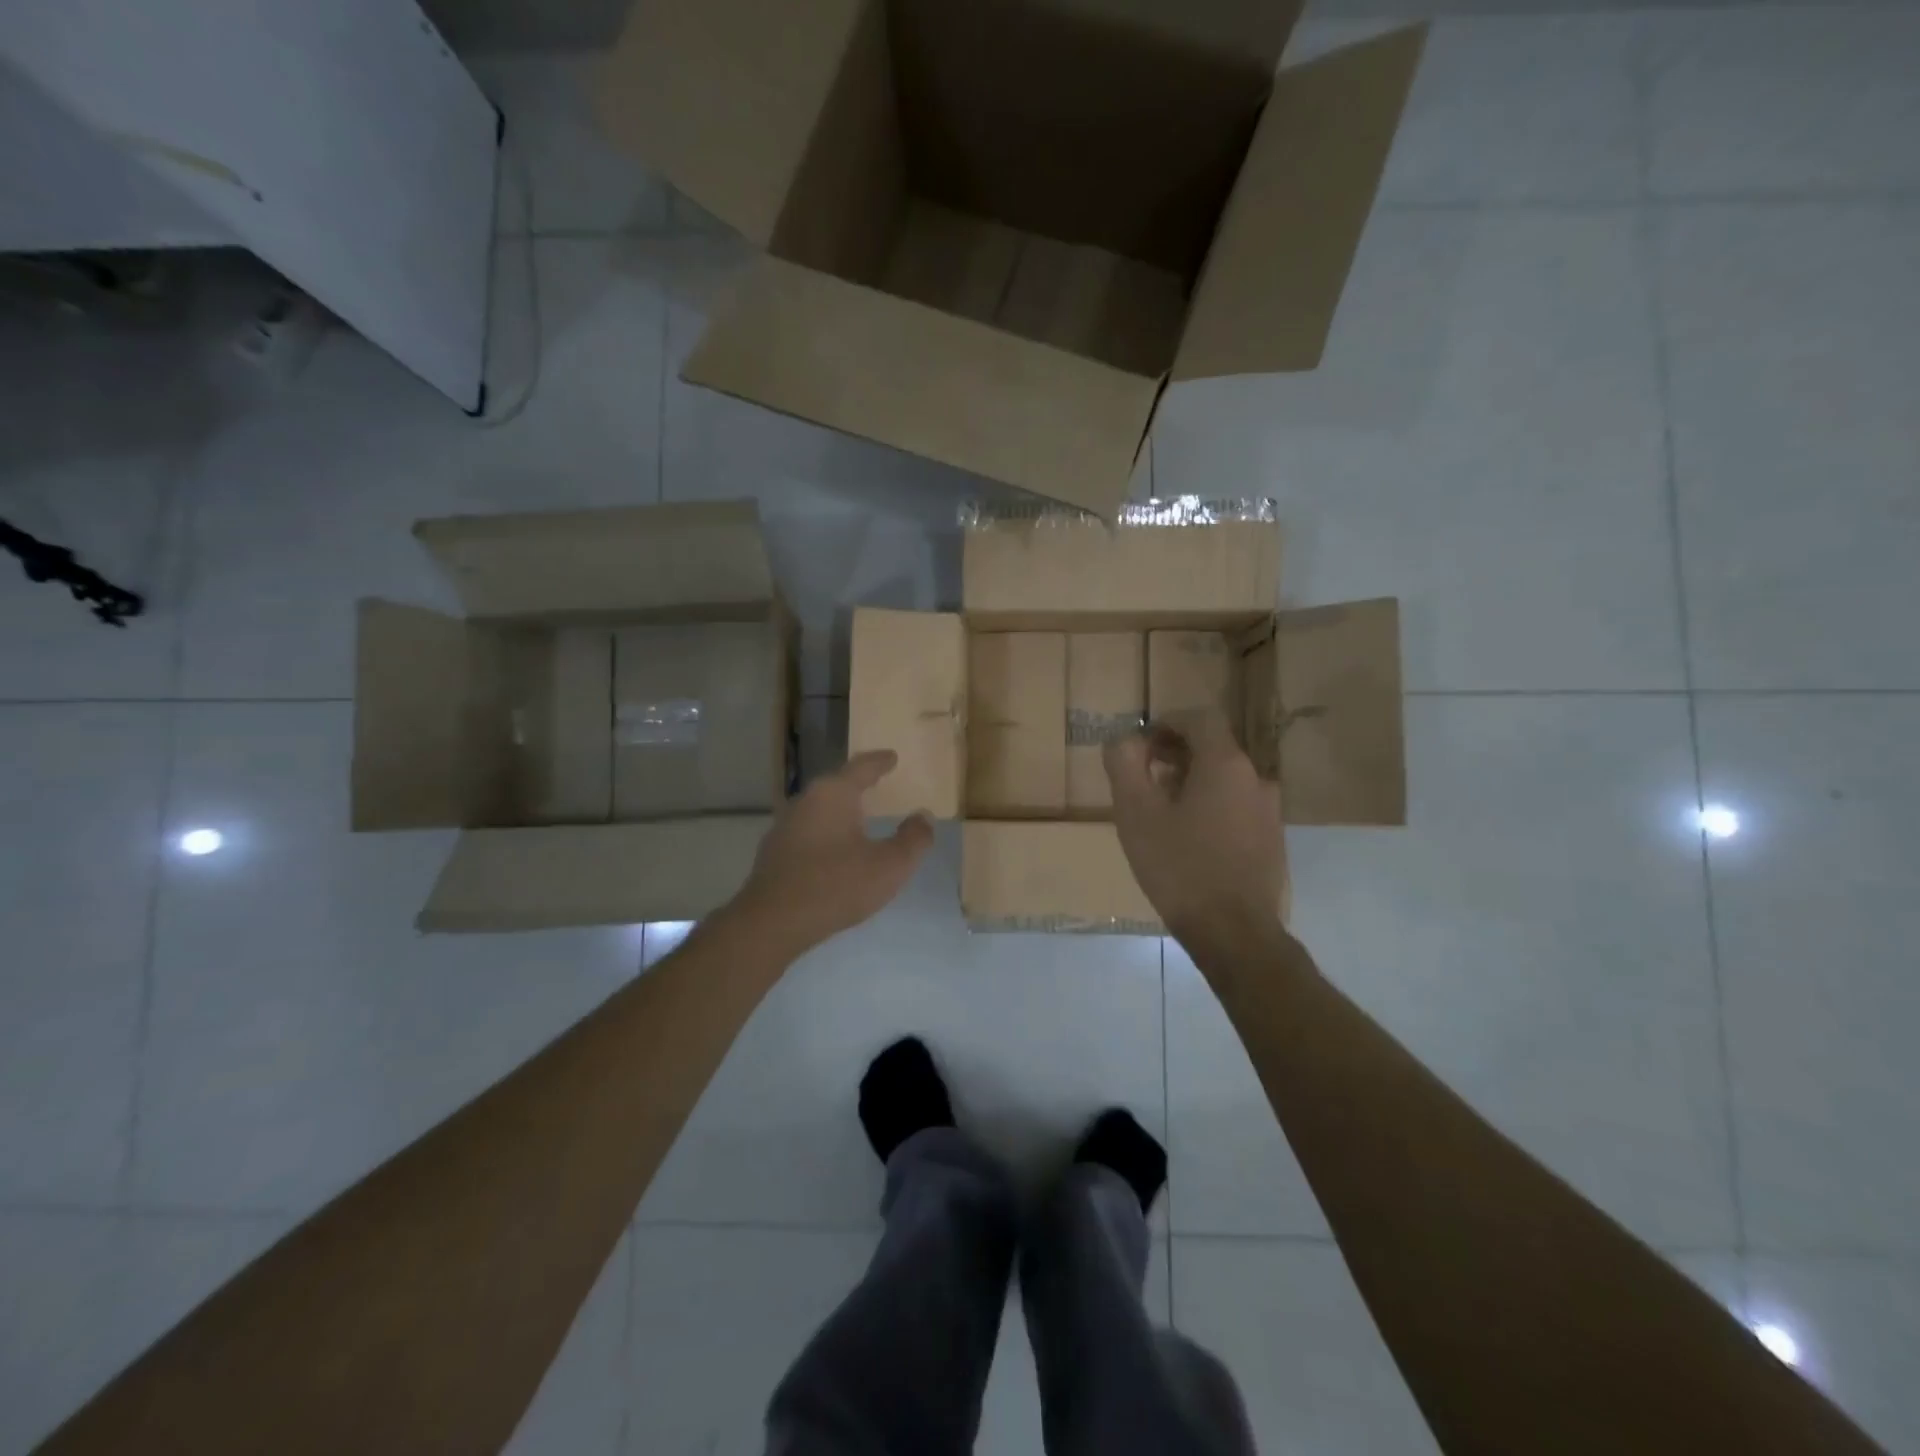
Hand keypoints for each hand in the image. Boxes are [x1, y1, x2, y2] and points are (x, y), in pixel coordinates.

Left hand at [731, 750, 933, 955]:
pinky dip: (826, 833)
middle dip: (858, 784)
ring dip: (841, 811)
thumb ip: (913, 839)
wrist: (772, 922)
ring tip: (860, 817)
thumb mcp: (890, 866)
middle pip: (837, 785)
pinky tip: (835, 851)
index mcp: (834, 794)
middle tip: (878, 783)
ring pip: (820, 809)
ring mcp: (785, 826)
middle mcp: (806, 801)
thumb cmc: (836, 885)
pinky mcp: (774, 852)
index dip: (880, 762)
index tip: (892, 757)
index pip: (862, 767)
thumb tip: (923, 816)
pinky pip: (808, 832)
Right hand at [1103, 711, 1284, 942]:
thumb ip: (1124, 764)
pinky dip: (1210, 806)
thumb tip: (1124, 740)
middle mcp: (1256, 778)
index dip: (1167, 722)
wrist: (1233, 933)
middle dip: (1175, 753)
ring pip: (1225, 779)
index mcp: (1226, 764)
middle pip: (1213, 747)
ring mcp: (1269, 811)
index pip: (1200, 718)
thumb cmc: (1179, 867)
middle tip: (1143, 777)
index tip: (1141, 743)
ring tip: (1161, 811)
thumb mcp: (1136, 813)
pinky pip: (1237, 806)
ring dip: (1192, 781)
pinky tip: (1188, 839)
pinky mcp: (1272, 840)